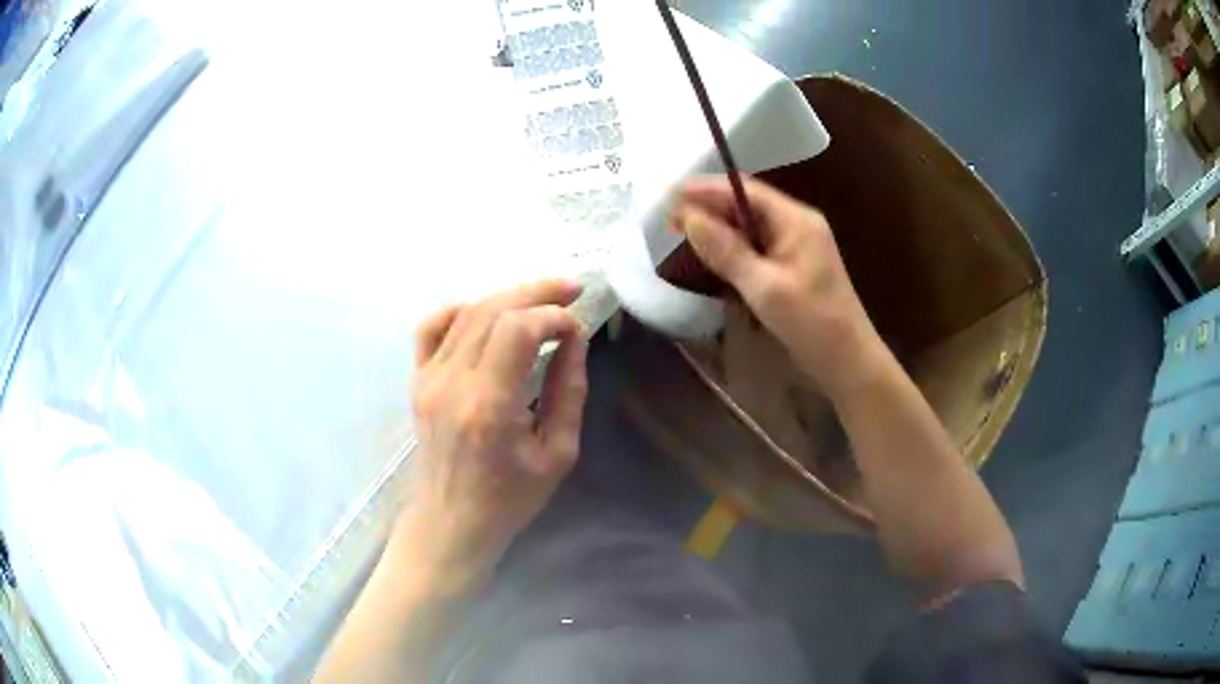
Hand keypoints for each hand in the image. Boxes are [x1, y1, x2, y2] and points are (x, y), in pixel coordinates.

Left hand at [396, 280, 588, 591]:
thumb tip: (575, 340)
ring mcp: (427, 379)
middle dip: (537, 293)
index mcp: (488, 407)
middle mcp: (451, 383)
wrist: (451, 521)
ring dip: (508, 297)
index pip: (518, 330)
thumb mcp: (558, 454)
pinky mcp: (417, 381)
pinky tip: (486, 314)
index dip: (554, 316)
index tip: (577, 328)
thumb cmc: (510, 498)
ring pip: (466, 313)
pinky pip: (431, 327)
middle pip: (492, 311)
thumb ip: (569, 392)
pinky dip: (460, 310)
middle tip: (572, 289)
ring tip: (541, 298)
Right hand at [673, 177, 882, 399]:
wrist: (848, 362)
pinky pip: (757, 247)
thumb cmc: (812, 323)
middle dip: (708, 208)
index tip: (669, 194)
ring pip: (750, 227)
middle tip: (668, 218)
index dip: (706, 189)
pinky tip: (711, 254)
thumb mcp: (765, 287)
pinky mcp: (793, 267)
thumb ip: (727, 250)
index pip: (745, 190)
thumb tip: (689, 217)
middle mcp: (797, 224)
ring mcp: (797, 246)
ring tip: (680, 232)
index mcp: (796, 220)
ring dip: (717, 228)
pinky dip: (732, 247)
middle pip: (747, 205)